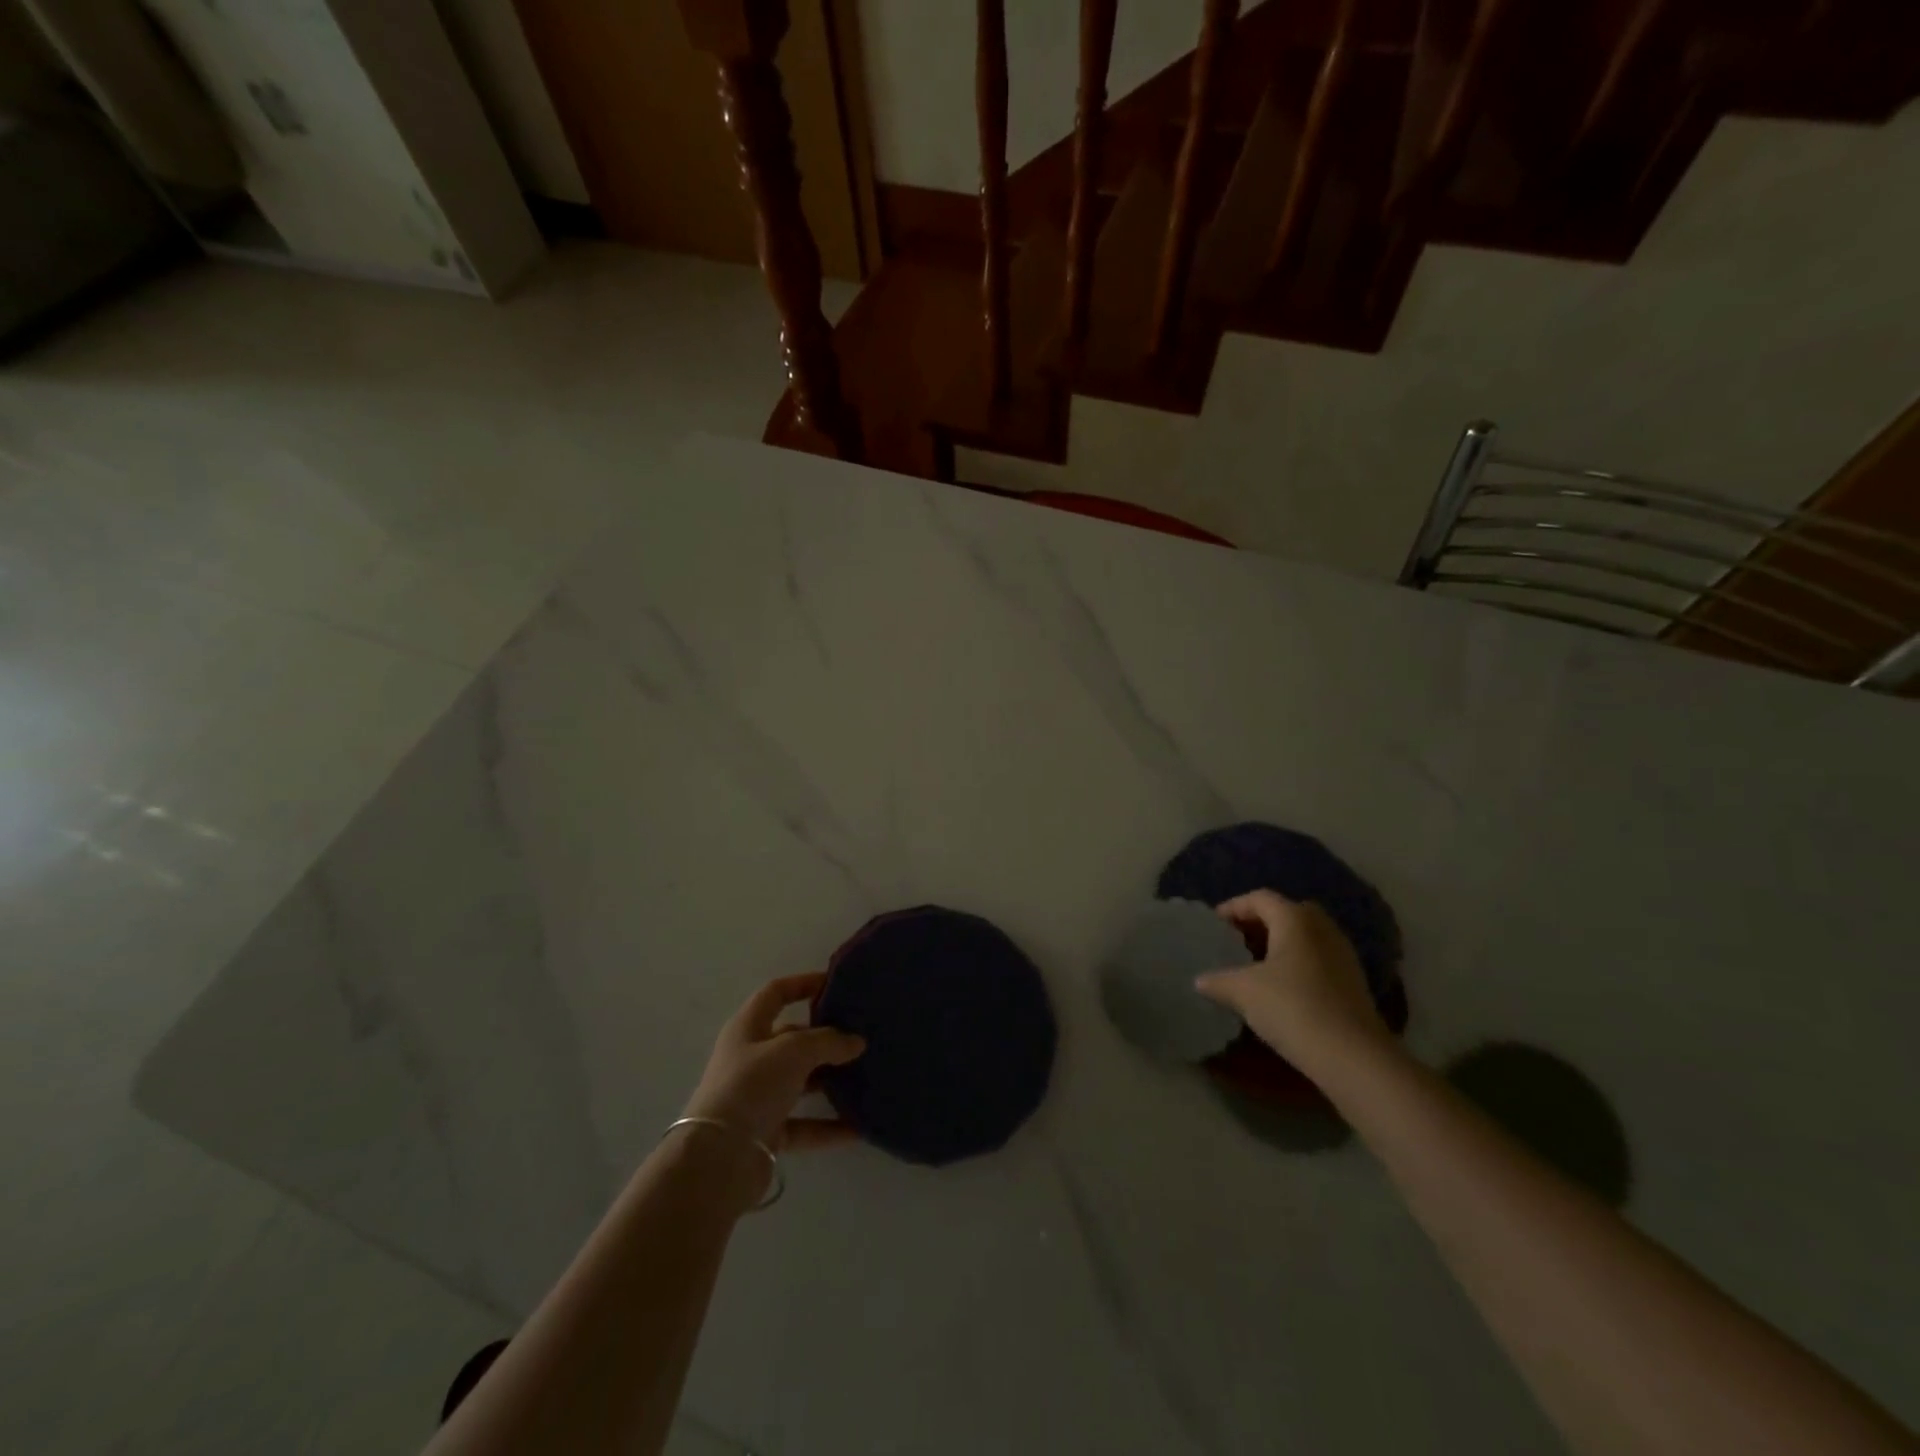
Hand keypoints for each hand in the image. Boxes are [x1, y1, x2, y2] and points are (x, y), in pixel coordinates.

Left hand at [682, 973, 866, 1153]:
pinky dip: (829, 1125)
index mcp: (747, 1028)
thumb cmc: (752, 1086)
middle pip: (792, 1039)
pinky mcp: (766, 1133)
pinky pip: (805, 1124)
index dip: (803, 983)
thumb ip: (828, 1041)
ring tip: (867, 1076)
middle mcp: (750, 1059)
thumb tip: (856, 1041)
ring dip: (830, 1081)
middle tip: (861, 1035)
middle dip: (825, 1037)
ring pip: (801, 1082)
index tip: (835, 984)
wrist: (718, 1159)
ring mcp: (758, 1097)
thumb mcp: (793, 1051)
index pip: (776, 993)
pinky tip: (859, 1127)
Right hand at [1194, 890, 1397, 1077]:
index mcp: (1295, 919)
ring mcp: (1342, 954)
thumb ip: (1217, 980)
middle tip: (1236, 941)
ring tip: (1254, 966)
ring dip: (1279, 944)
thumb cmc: (1292, 1008)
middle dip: (1259, 923)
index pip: (1259, 898)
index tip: (1213, 925)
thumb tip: (1200, 980)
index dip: (1233, 907)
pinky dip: (1296, 963)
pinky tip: (1280, 988)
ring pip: (1304, 937)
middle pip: (1286, 912)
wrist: (1353, 1057)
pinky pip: (1317, 958)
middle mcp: (1322, 928)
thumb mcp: (1242, 992)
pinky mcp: (1353, 982)